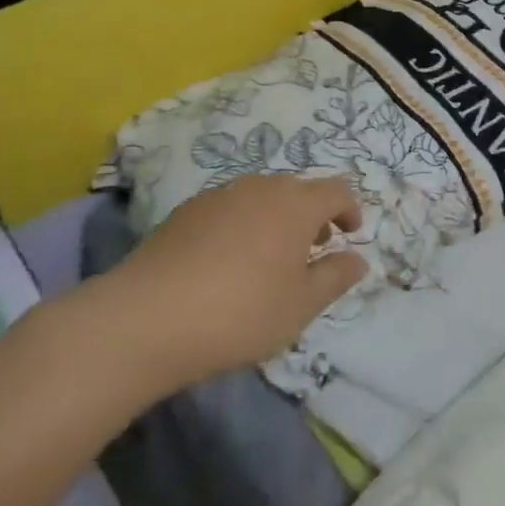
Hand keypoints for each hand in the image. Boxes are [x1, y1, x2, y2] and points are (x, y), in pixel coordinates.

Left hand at [93, 174, 364, 402]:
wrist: (147, 318)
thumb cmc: (241, 312)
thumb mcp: (301, 305)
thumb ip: (335, 277)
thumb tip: (358, 259)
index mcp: (296, 204)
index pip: (336, 190)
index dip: (349, 209)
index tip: (351, 234)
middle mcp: (261, 187)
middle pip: (298, 190)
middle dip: (313, 215)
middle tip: (313, 250)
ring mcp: (220, 195)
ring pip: (262, 197)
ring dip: (277, 218)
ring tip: (271, 258)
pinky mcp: (186, 210)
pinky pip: (230, 208)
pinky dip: (243, 224)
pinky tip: (228, 262)